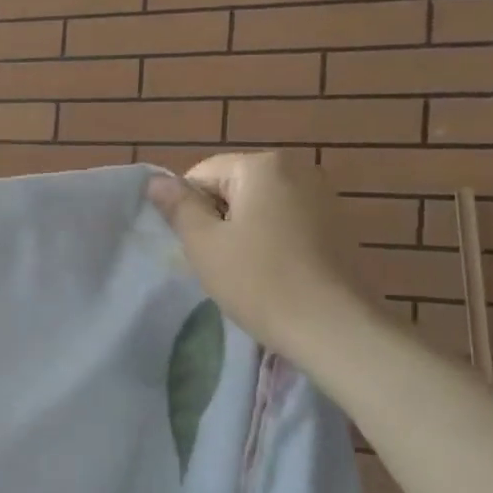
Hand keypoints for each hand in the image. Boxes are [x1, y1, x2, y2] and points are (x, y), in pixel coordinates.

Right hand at [148, 153, 379, 357]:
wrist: (334, 327)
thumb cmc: (259, 281)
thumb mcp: (204, 244)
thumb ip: (178, 206)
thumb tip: (155, 181)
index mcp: (262, 165)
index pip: (201, 174)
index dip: (188, 209)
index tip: (195, 246)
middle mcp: (297, 168)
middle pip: (233, 186)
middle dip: (217, 218)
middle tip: (215, 261)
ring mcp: (322, 195)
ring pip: (259, 206)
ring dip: (243, 231)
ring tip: (243, 270)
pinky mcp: (337, 223)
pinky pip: (285, 221)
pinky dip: (270, 240)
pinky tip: (271, 272)